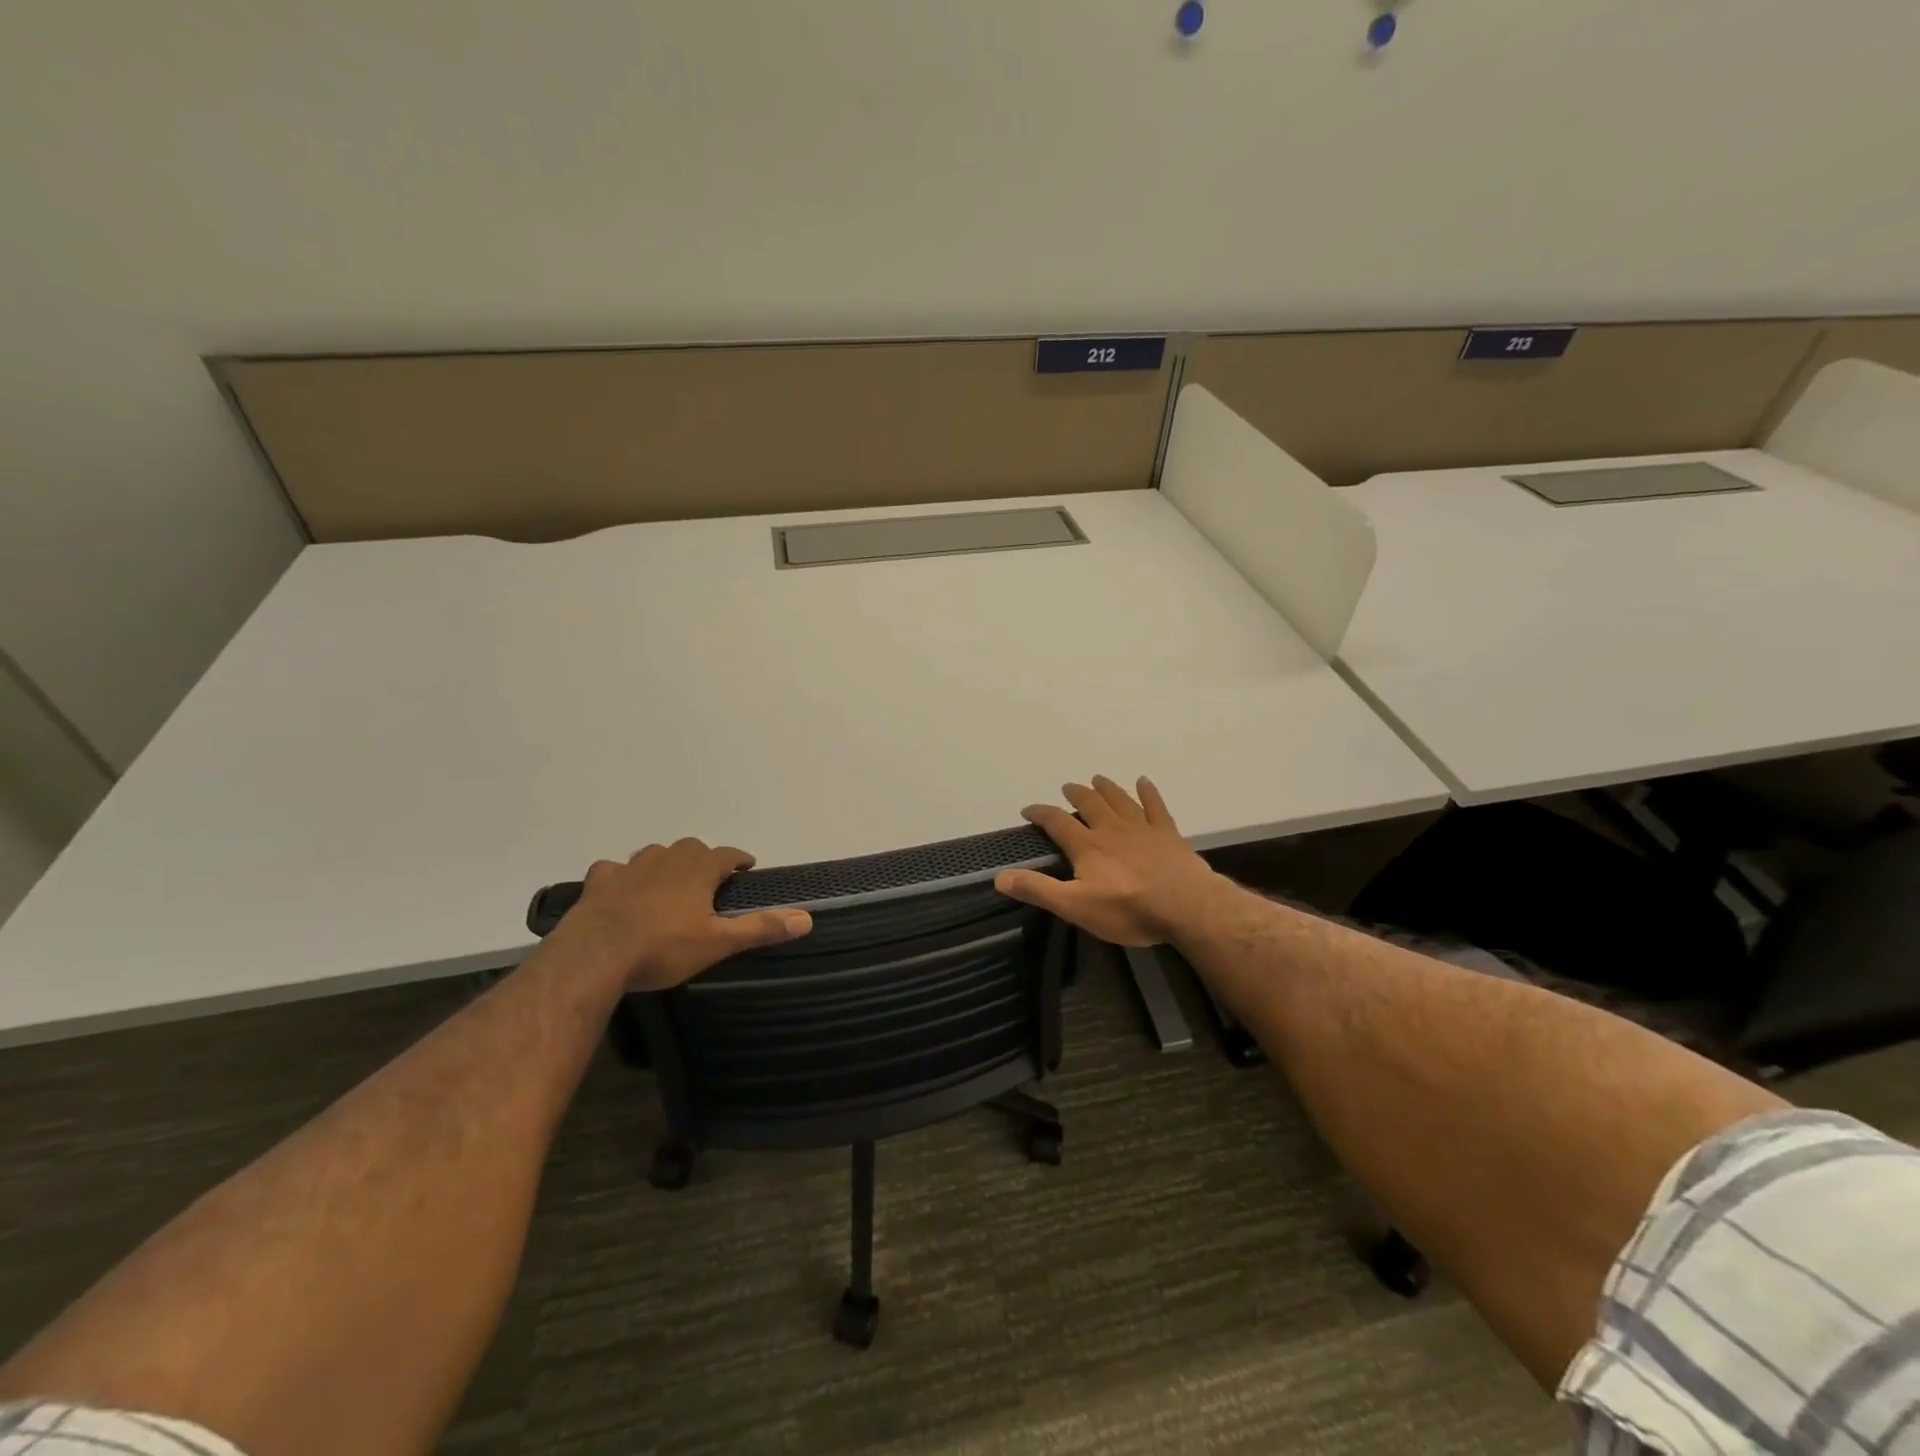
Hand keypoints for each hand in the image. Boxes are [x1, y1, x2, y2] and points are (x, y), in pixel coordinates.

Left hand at [558, 839, 812, 990]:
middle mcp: (667, 859)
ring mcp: (630, 868)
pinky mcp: (600, 882)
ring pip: (654, 853)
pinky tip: (620, 887)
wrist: (596, 955)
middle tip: (708, 879)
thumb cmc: (664, 947)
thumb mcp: (718, 942)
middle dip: (703, 858)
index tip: (747, 866)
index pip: (727, 854)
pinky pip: (613, 869)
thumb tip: (807, 919)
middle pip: (691, 848)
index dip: (739, 859)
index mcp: (698, 870)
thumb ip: (761, 928)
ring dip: (665, 862)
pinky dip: (621, 874)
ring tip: (669, 881)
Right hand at [994, 776, 1224, 946]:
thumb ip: (1038, 889)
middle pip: (1089, 803)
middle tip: (1067, 787)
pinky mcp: (1167, 833)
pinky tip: (1144, 782)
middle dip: (1075, 794)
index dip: (1040, 813)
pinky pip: (1155, 805)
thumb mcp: (1075, 906)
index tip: (1028, 810)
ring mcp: (1141, 827)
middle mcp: (1111, 828)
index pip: (1056, 822)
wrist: (1185, 906)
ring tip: (1097, 779)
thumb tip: (1000, 876)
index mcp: (1087, 845)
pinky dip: (1148, 792)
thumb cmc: (1128, 909)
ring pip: (1119, 799)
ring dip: (1106, 788)